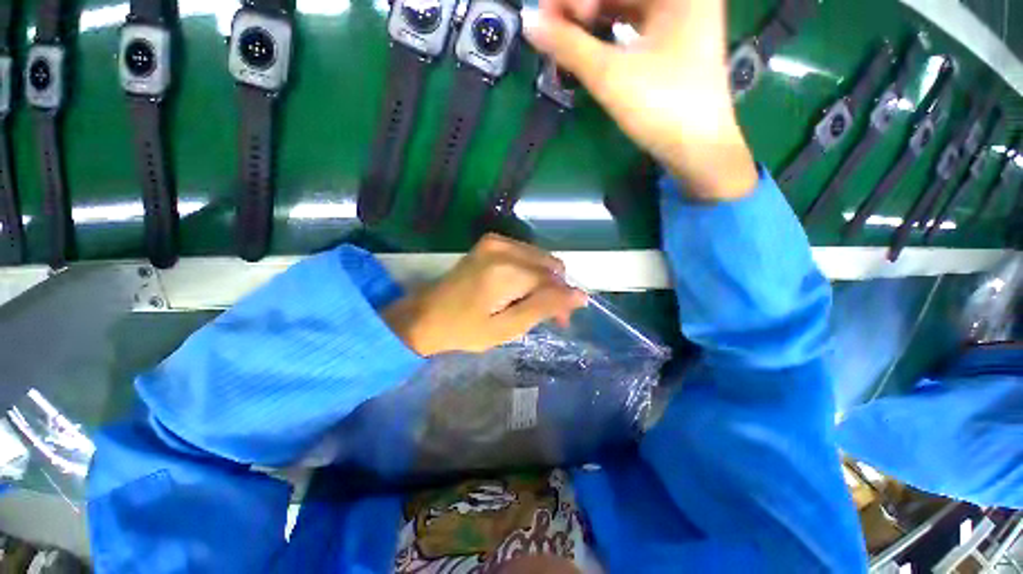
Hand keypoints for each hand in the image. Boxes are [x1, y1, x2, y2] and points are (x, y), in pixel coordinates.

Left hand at [382, 234, 587, 355]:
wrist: (426, 315)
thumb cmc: (465, 329)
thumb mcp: (507, 328)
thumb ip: (544, 308)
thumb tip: (580, 295)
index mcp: (506, 271)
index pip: (553, 280)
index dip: (563, 299)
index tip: (561, 321)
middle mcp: (503, 247)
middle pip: (550, 265)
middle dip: (556, 290)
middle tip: (548, 315)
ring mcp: (495, 241)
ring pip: (541, 259)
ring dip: (545, 281)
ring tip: (534, 304)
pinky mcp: (490, 242)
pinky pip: (526, 254)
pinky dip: (531, 272)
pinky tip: (522, 290)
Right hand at [523, 0, 759, 200]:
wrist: (697, 149)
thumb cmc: (663, 108)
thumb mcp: (611, 76)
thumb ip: (569, 46)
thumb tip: (530, 23)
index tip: (547, 18)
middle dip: (579, 6)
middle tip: (551, 29)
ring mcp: (678, 15)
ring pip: (623, 4)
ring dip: (589, 20)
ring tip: (563, 39)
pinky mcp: (671, 39)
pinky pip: (630, 23)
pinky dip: (605, 32)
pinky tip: (585, 44)